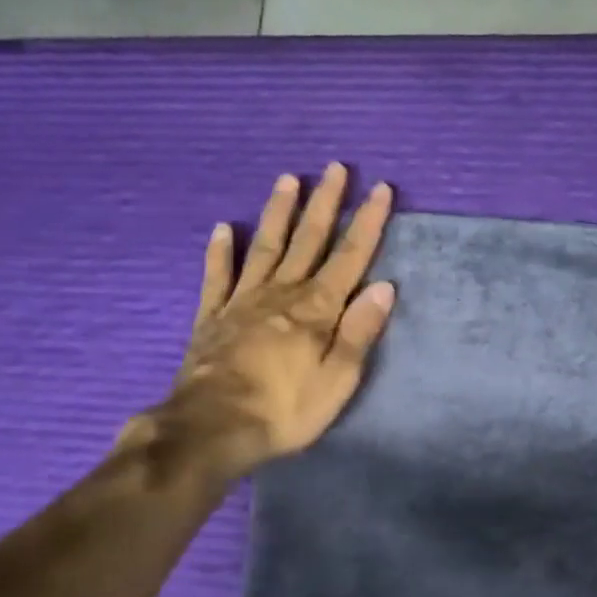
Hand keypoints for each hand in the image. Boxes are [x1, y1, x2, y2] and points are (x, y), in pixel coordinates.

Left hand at [125, 164, 395, 479]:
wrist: (212, 428)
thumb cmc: (285, 409)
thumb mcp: (337, 379)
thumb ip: (359, 332)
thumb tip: (384, 286)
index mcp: (317, 309)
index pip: (350, 257)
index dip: (367, 222)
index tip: (380, 188)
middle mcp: (282, 294)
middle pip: (309, 240)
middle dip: (326, 203)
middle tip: (336, 168)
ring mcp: (243, 301)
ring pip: (267, 247)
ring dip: (279, 212)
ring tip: (288, 178)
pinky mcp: (213, 316)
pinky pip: (218, 276)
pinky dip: (221, 251)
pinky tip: (224, 229)